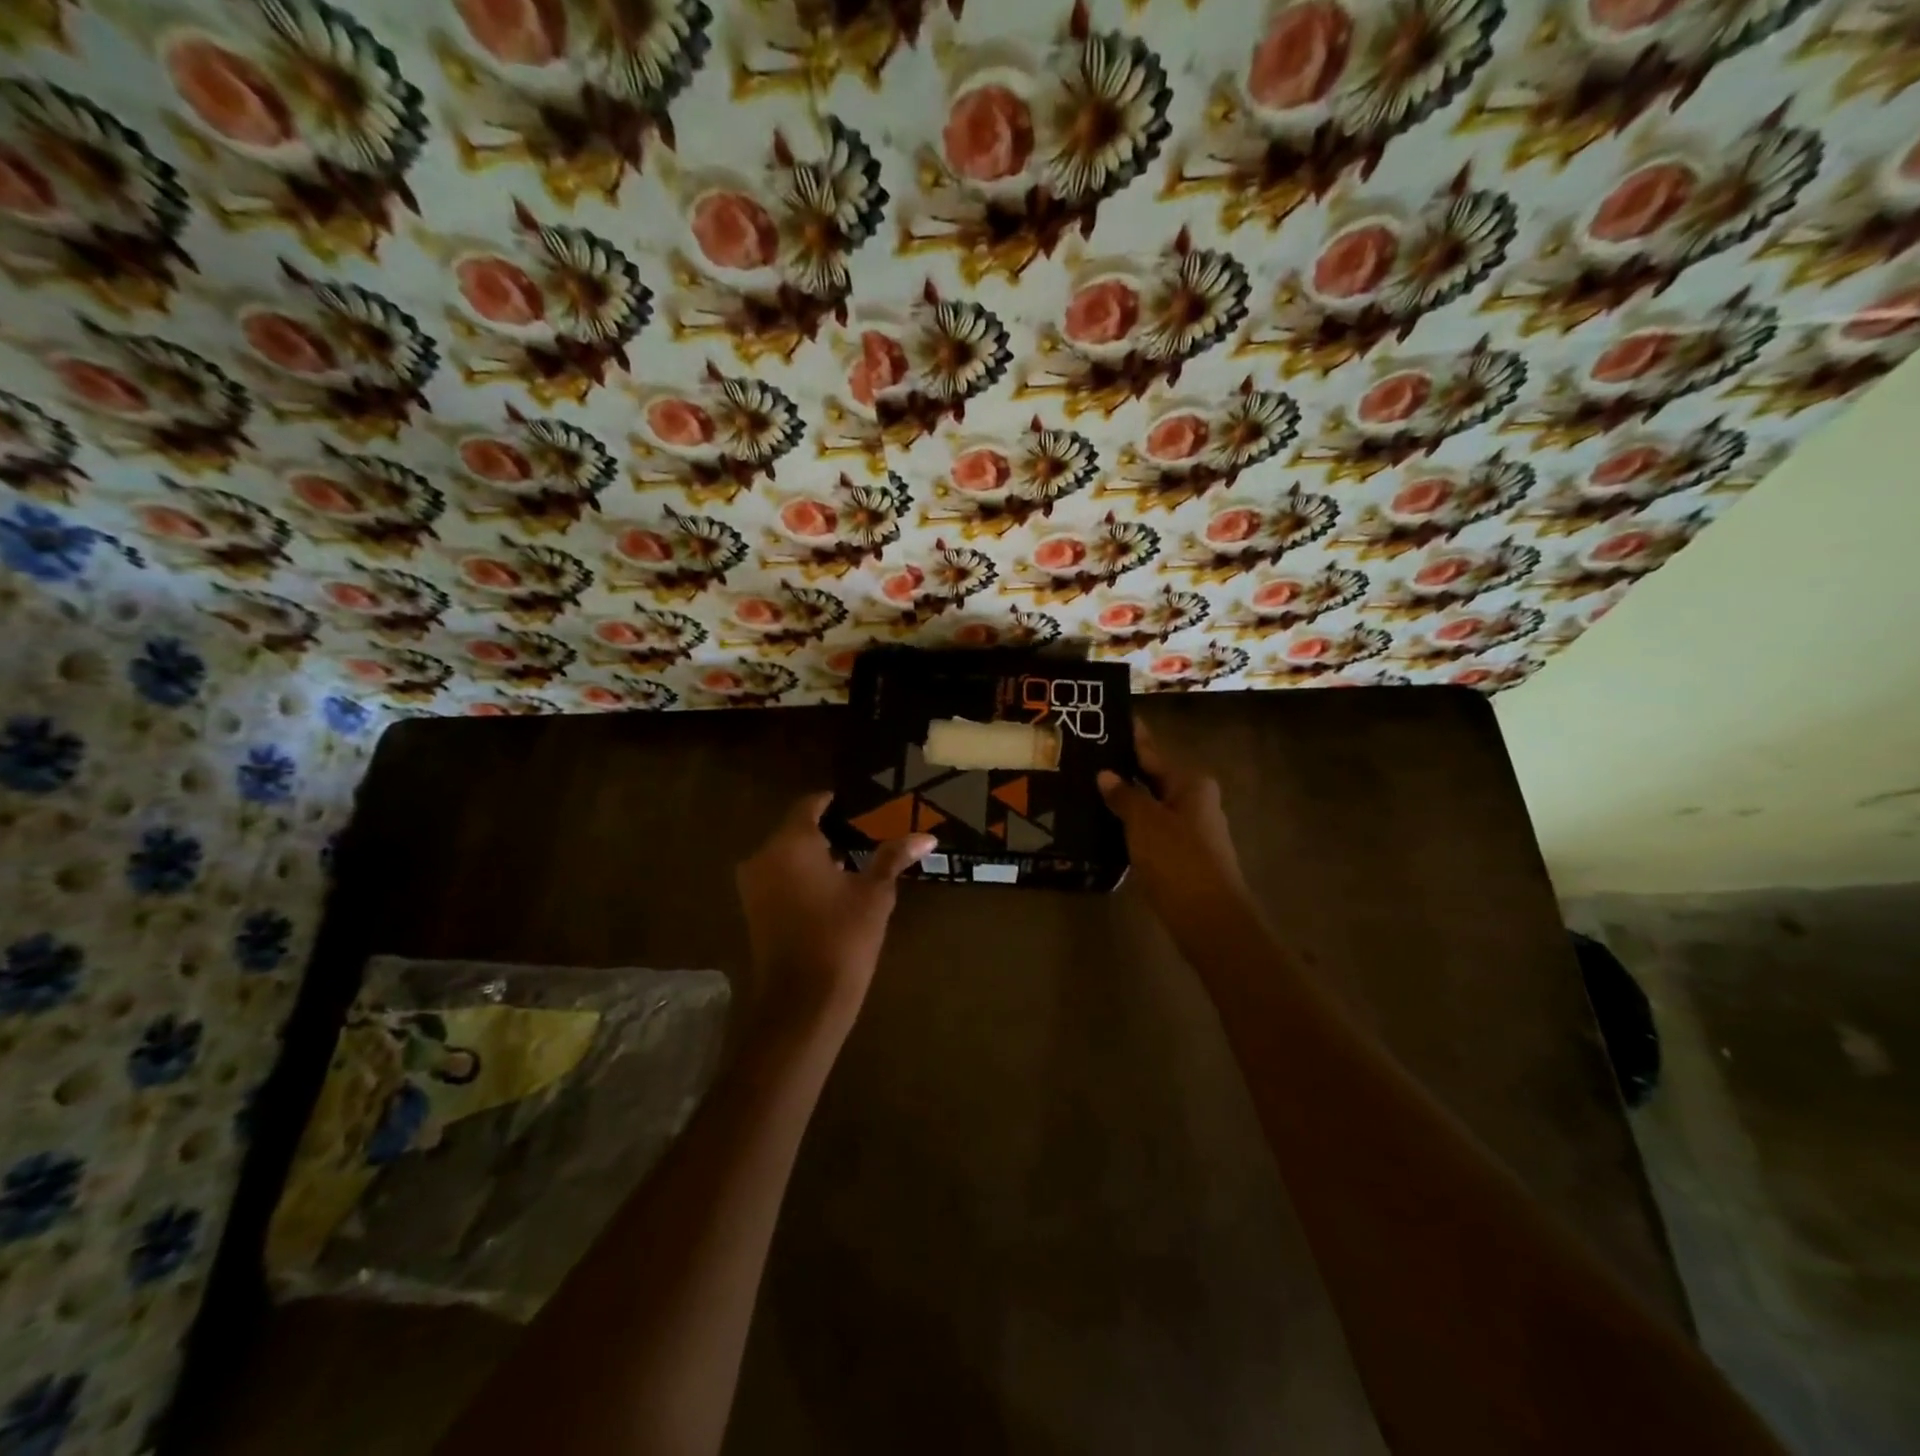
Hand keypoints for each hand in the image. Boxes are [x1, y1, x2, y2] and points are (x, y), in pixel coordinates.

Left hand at [736, 792, 934, 1027]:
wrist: (803, 1001)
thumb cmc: (842, 938)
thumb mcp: (874, 894)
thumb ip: (893, 857)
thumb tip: (927, 837)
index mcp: (791, 843)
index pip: (809, 806)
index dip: (831, 802)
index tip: (855, 804)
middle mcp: (764, 856)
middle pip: (796, 830)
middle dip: (827, 831)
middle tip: (862, 834)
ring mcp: (753, 884)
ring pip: (785, 855)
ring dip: (813, 855)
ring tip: (851, 860)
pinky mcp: (753, 909)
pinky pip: (778, 877)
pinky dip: (800, 875)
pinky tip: (830, 888)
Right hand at [1098, 720, 1251, 938]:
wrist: (1209, 919)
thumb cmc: (1178, 860)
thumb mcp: (1144, 822)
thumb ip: (1124, 795)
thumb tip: (1106, 774)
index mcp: (1191, 783)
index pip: (1152, 752)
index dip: (1131, 737)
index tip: (1109, 720)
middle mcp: (1195, 800)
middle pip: (1153, 778)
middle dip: (1123, 770)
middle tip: (1085, 757)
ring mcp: (1191, 829)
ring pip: (1151, 806)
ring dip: (1125, 800)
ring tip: (1087, 789)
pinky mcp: (1183, 855)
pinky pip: (1152, 830)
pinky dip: (1131, 825)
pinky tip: (1105, 826)